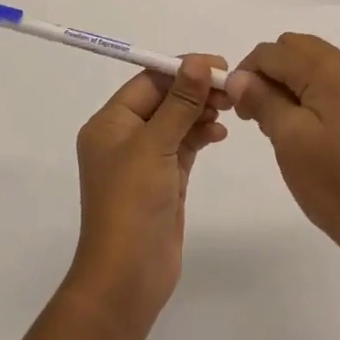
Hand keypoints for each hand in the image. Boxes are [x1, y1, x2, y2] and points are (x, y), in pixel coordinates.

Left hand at [65, 55, 229, 328]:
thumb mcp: (155, 145)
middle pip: (163, 99)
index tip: (218, 65)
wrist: (127, 278)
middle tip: (230, 90)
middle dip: (195, 90)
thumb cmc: (132, 203)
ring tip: (228, 111)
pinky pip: (183, 145)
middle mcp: (123, 136)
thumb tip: (198, 61)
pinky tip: (219, 134)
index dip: (182, 69)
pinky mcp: (162, 180)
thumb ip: (180, 102)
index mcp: (110, 123)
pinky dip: (200, 135)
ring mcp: (143, 160)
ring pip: (175, 121)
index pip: (148, 81)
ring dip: (200, 111)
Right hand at [229, 34, 339, 275]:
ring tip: (275, 124)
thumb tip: (237, 76)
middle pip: (293, 48)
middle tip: (254, 113)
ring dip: (285, 81)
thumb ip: (261, 99)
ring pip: (308, 62)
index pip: (273, 51)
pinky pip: (326, 80)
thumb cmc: (335, 184)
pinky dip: (305, 91)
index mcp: (330, 69)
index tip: (236, 108)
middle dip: (267, 72)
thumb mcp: (289, 139)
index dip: (246, 72)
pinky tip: (299, 127)